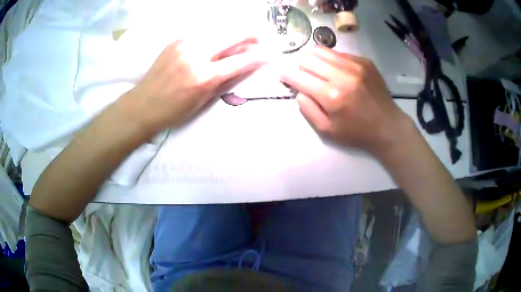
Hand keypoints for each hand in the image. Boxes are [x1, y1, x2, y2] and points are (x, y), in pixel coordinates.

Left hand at [127, 37, 265, 132]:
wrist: (143, 104)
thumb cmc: (174, 111)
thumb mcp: (203, 100)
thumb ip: (225, 79)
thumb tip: (244, 63)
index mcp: (204, 77)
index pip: (240, 61)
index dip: (258, 57)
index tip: (270, 54)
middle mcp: (196, 55)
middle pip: (231, 35)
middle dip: (250, 35)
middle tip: (258, 39)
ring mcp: (184, 44)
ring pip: (217, 31)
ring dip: (232, 34)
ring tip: (239, 41)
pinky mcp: (176, 40)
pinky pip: (202, 34)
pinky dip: (213, 38)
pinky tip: (214, 44)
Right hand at [281, 46, 413, 155]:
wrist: (388, 126)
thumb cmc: (356, 132)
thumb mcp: (327, 131)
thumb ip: (308, 109)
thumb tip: (299, 90)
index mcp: (331, 96)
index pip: (298, 76)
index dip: (286, 75)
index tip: (284, 75)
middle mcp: (342, 75)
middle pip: (307, 58)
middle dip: (301, 67)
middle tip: (305, 77)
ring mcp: (355, 65)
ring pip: (321, 50)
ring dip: (314, 60)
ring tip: (319, 71)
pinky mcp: (364, 61)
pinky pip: (339, 53)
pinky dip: (332, 61)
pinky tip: (338, 72)